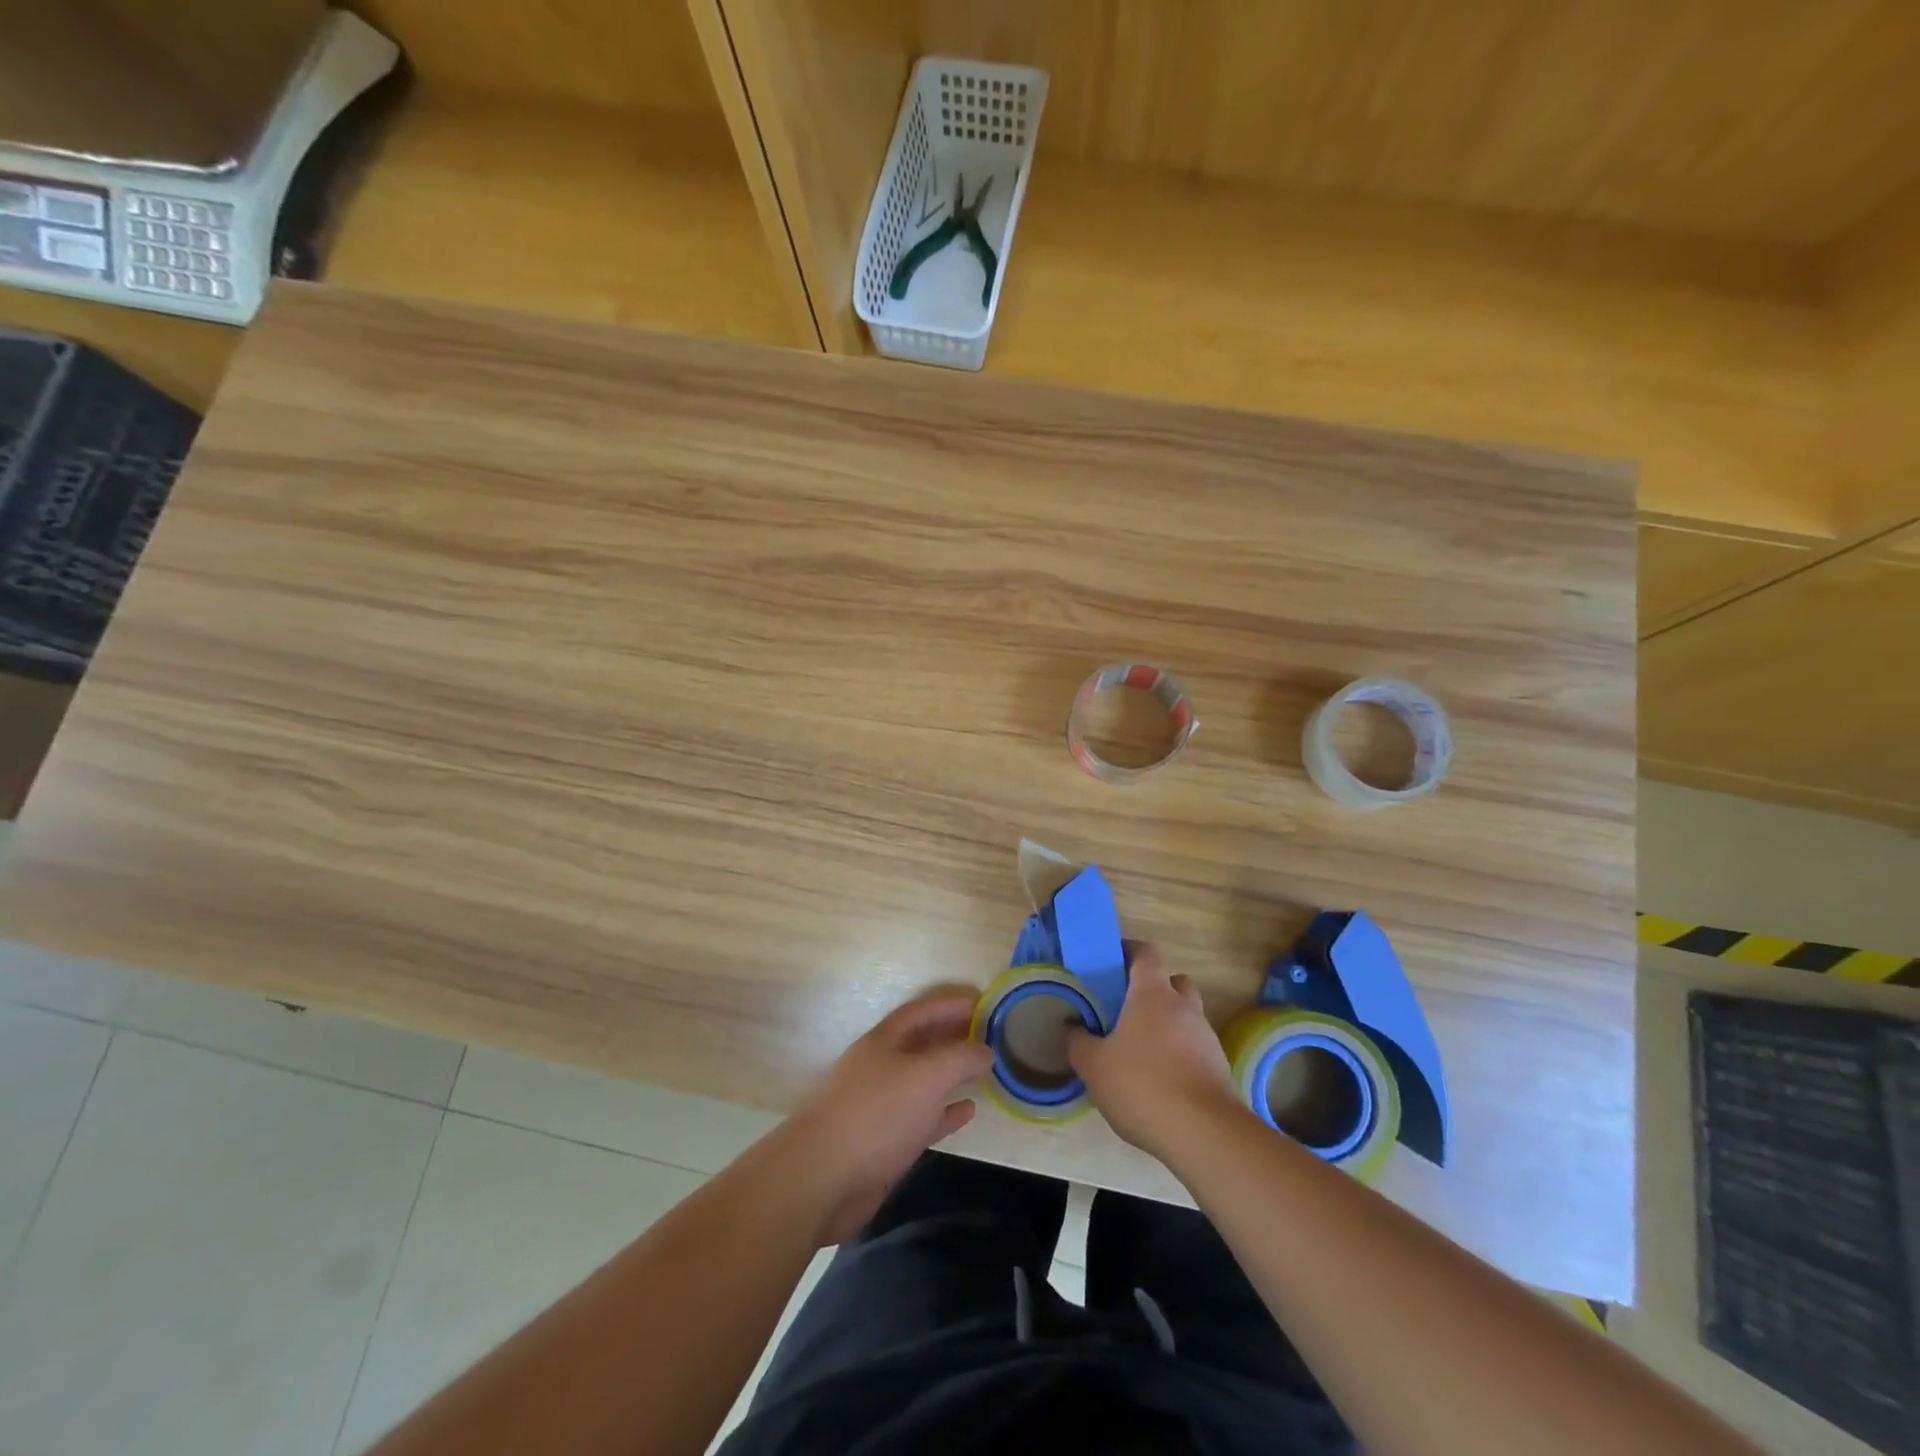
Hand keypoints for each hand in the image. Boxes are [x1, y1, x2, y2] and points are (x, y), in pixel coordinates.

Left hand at [780, 994, 993, 1244]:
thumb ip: (960, 1058)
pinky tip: (968, 1111)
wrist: (822, 1178)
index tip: (984, 1004)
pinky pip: (922, 1118)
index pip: (922, 1011)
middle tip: (990, 1037)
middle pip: (922, 1043)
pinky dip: (946, 1112)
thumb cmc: (877, 1114)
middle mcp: (881, 1067)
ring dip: (952, 1075)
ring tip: (985, 1071)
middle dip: (954, 1037)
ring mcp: (881, 1105)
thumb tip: (986, 1050)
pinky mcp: (884, 1141)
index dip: (952, 1004)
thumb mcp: (926, 1076)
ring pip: (923, 1081)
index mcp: (884, 1041)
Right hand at [1067, 944, 1239, 1160]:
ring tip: (1143, 1050)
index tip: (1111, 962)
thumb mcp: (1093, 1066)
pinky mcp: (1219, 1066)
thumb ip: (1078, 1042)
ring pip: (1187, 1015)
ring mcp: (1206, 1036)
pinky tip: (1162, 1080)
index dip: (1129, 951)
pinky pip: (1196, 1047)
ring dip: (1168, 1023)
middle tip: (1129, 1009)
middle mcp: (1184, 1006)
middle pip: (1173, 981)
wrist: (1204, 1133)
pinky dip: (1180, 1053)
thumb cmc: (1142, 1086)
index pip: (1146, 953)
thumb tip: (1072, 1027)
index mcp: (1152, 994)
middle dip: (1153, 989)